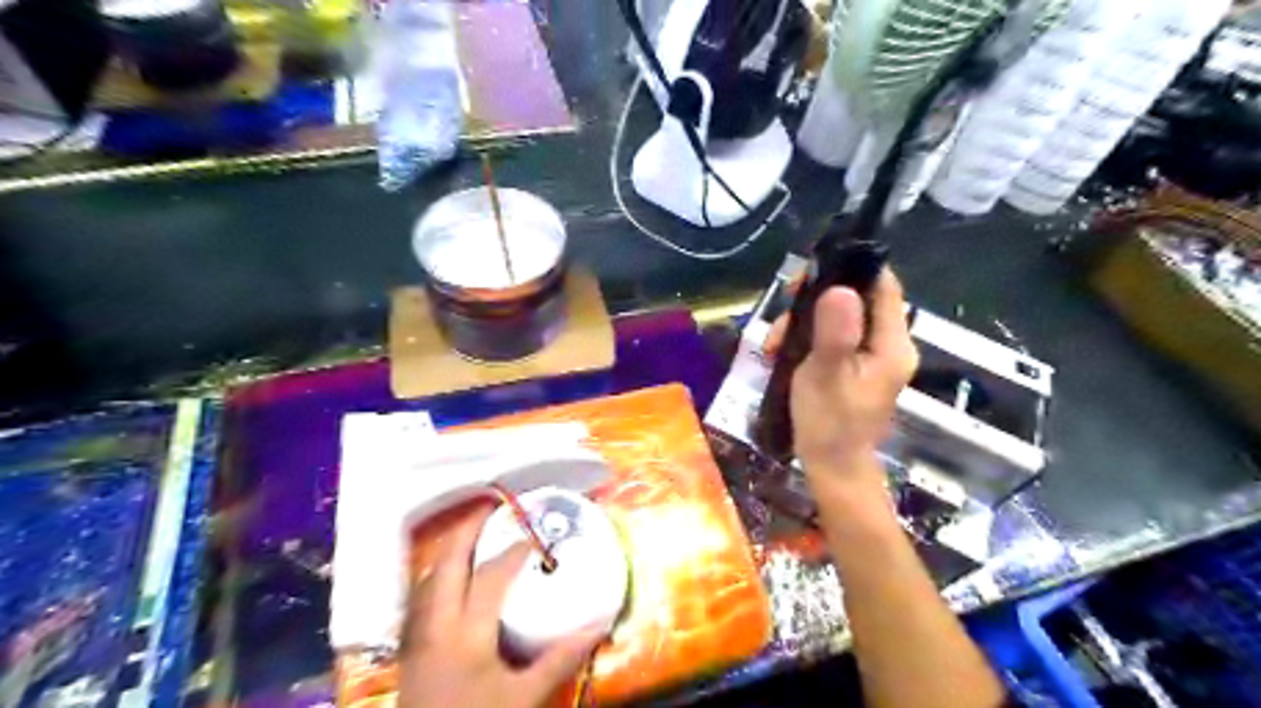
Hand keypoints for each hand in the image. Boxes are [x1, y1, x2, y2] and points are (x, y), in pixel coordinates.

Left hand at [397, 504, 606, 707]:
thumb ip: (558, 660)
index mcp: (466, 633)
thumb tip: (595, 628)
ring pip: (429, 576)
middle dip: (467, 530)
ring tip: (472, 533)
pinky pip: (422, 595)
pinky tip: (452, 576)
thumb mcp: (522, 698)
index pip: (491, 576)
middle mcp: (437, 625)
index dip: (514, 551)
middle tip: (489, 508)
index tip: (532, 538)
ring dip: (451, 549)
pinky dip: (440, 573)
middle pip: (448, 562)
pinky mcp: (411, 647)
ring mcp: (418, 635)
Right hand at [763, 267, 924, 489]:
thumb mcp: (826, 375)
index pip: (883, 286)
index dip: (852, 269)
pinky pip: (832, 336)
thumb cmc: (829, 423)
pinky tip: (781, 351)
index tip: (814, 271)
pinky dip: (806, 337)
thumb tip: (839, 289)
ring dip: (805, 320)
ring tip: (775, 341)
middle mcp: (888, 344)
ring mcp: (871, 357)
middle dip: (818, 298)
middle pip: (859, 298)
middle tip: (786, 306)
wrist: (832, 468)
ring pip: (840, 317)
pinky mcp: (854, 367)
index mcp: (892, 343)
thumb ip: (835, 332)